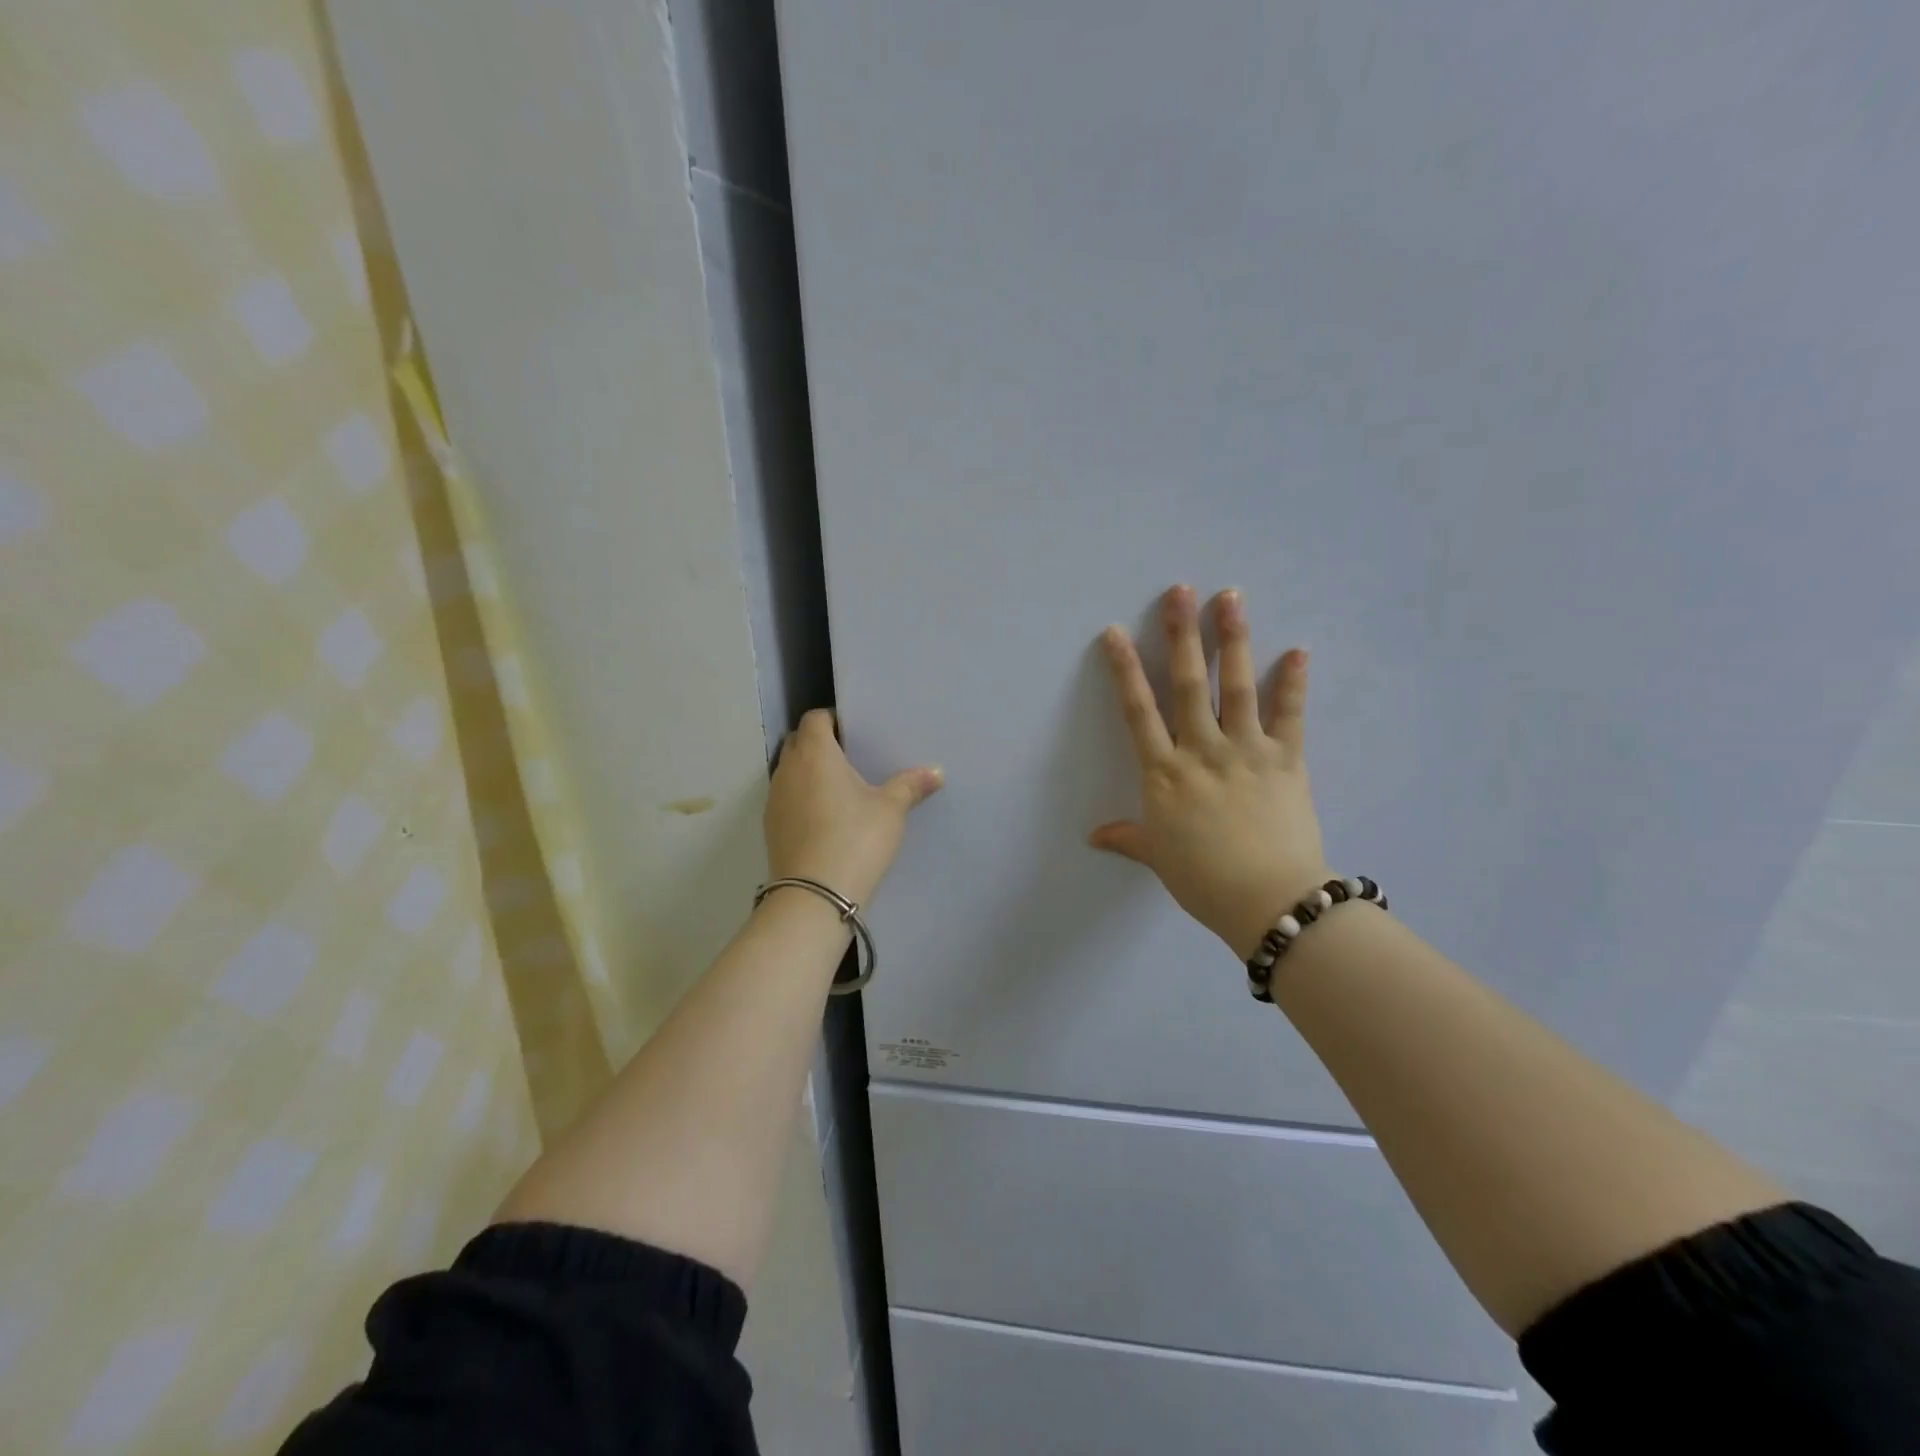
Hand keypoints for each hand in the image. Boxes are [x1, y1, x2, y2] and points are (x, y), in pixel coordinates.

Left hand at [765, 709, 942, 907]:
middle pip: (798, 742)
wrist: (815, 895)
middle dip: (818, 742)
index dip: (831, 719)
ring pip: (788, 770)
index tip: (853, 730)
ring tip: (838, 787)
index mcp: (815, 754)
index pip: (815, 719)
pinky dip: (801, 797)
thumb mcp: (891, 811)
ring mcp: (774, 799)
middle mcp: (788, 769)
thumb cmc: (855, 839)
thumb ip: (911, 786)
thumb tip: (937, 772)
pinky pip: (785, 797)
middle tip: (849, 756)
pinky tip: (824, 817)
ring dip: (807, 771)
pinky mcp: (770, 827)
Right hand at [1091, 585, 1330, 960]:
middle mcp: (1201, 750)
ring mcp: (1246, 751)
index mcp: (1164, 773)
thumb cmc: (1203, 880)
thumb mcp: (1158, 857)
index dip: (1125, 669)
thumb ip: (1127, 838)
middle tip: (1180, 590)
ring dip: (1232, 639)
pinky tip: (1298, 650)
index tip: (1116, 632)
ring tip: (1230, 597)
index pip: (1138, 710)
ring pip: (1236, 685)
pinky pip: (1290, 715)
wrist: (1268, 900)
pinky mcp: (1286, 760)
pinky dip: (1294, 682)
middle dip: (1182, 634)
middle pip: (1186, 683)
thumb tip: (1093, 837)